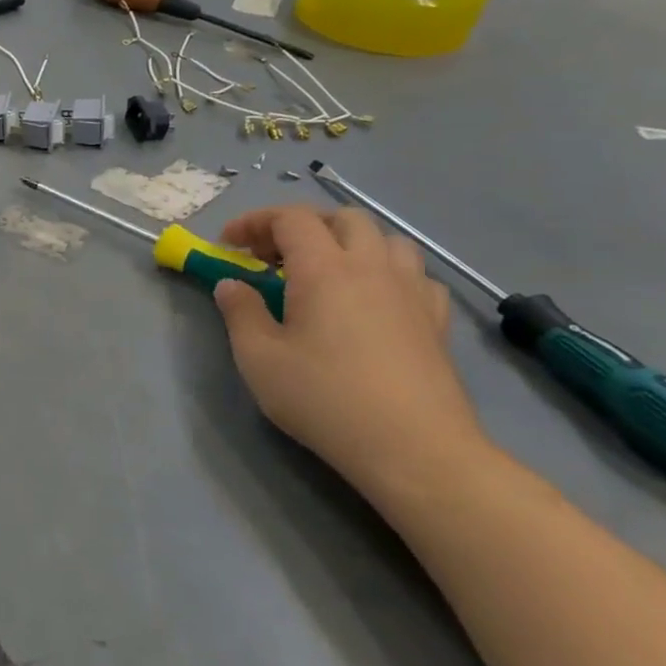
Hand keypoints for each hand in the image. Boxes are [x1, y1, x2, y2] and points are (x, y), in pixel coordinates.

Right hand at [212, 205, 485, 489]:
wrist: (413, 447)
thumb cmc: (324, 398)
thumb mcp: (259, 359)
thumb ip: (241, 313)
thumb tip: (231, 285)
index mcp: (324, 269)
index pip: (290, 218)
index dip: (255, 221)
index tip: (229, 244)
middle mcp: (372, 267)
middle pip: (343, 218)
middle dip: (303, 225)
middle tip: (274, 256)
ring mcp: (411, 291)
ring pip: (386, 239)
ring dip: (350, 242)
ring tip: (325, 272)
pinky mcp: (436, 320)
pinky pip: (414, 274)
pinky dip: (387, 272)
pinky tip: (374, 299)